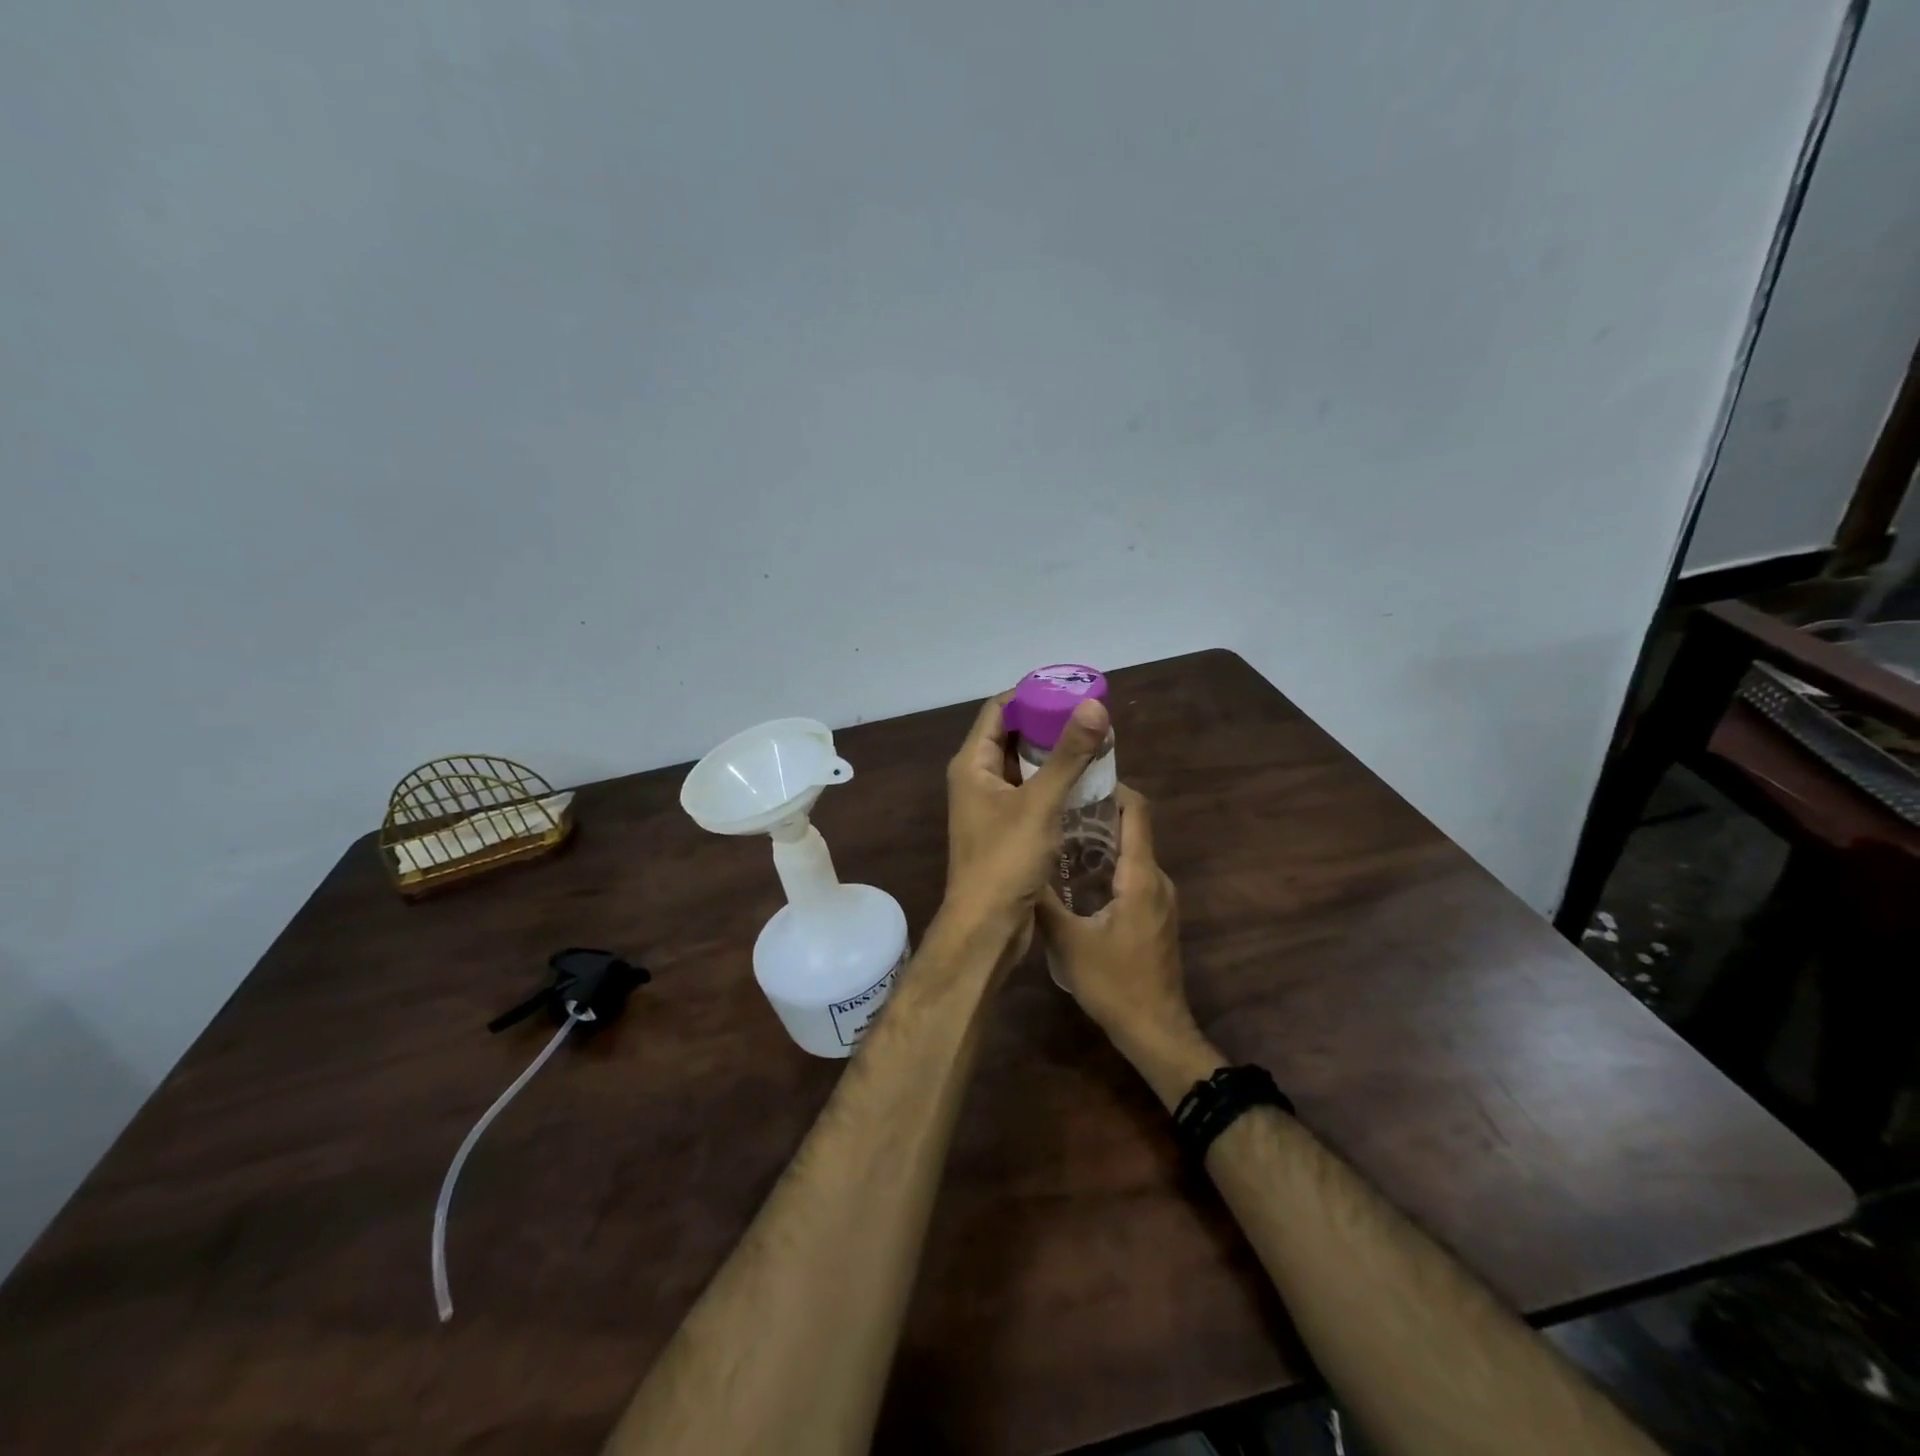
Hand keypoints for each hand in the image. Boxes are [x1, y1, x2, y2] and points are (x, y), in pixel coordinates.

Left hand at [943, 690, 1110, 949]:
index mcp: (973, 764)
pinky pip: (1031, 793)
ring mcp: (990, 806)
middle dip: (1049, 724)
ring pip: (1024, 767)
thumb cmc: (1005, 860)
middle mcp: (977, 779)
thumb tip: (1094, 706)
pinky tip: (1085, 783)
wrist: (986, 926)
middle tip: (1090, 717)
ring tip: (1094, 743)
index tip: (1070, 689)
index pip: (999, 710)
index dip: (1032, 694)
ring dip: (1054, 755)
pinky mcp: (1006, 830)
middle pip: (1012, 736)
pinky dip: (1054, 783)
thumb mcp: (1040, 803)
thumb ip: (1068, 754)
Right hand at [1038, 787, 1214, 1104]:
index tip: (1077, 776)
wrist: (1156, 1031)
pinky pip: (1132, 875)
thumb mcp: (1069, 942)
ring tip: (1058, 836)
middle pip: (1132, 829)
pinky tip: (1075, 878)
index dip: (1112, 787)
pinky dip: (1107, 865)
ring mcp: (1159, 899)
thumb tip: (1021, 868)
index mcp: (1140, 876)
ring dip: (1100, 841)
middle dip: (1097, 812)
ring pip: (1131, 854)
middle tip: (1055, 806)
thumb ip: (1044, 902)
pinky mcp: (1155, 916)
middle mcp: (1156, 879)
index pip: (1136, 812)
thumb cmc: (1115, 983)